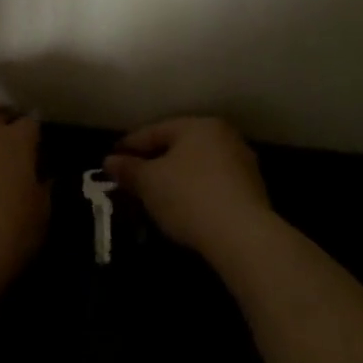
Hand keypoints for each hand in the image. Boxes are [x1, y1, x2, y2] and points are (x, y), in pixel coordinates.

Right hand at [104, 116, 274, 264]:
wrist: (243, 237)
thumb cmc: (189, 197)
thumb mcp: (149, 182)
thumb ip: (128, 169)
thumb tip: (109, 161)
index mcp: (198, 125)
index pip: (155, 131)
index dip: (129, 145)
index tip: (111, 158)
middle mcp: (223, 136)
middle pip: (178, 146)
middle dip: (154, 161)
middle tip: (132, 177)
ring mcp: (242, 164)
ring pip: (197, 166)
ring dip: (175, 178)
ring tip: (155, 195)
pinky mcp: (253, 192)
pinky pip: (213, 185)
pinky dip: (195, 192)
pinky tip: (182, 208)